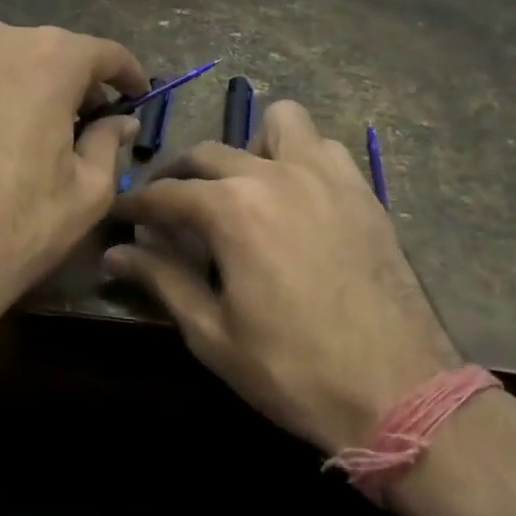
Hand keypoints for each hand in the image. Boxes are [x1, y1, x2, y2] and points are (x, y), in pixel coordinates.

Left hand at [0, 21, 146, 361]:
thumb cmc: (15, 227)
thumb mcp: (86, 192)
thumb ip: (108, 142)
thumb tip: (119, 121)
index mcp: (47, 59)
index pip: (103, 52)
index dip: (127, 74)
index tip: (139, 96)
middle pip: (49, 53)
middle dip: (75, 83)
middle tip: (90, 123)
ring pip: (4, 65)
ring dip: (28, 89)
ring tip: (35, 134)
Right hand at [106, 99, 459, 454]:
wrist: (400, 391)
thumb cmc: (293, 369)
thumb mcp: (212, 333)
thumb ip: (161, 280)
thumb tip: (115, 253)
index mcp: (232, 209)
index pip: (165, 193)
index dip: (135, 205)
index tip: (118, 215)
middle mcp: (274, 173)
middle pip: (207, 153)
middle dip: (177, 176)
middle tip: (167, 211)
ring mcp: (325, 175)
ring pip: (276, 123)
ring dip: (248, 148)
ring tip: (242, 190)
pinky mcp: (361, 189)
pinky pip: (323, 146)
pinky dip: (299, 156)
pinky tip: (295, 197)